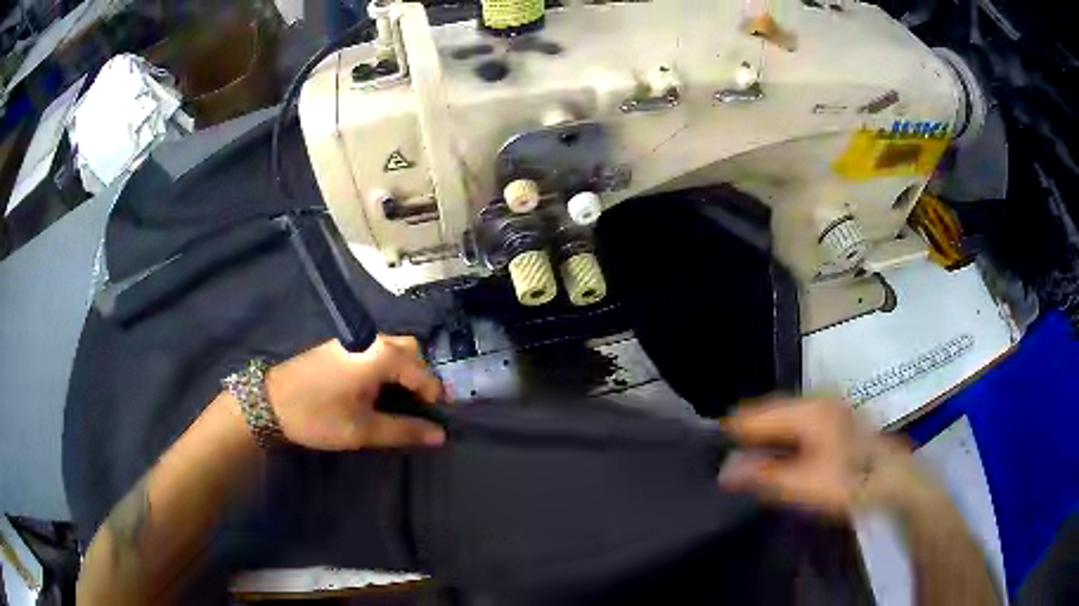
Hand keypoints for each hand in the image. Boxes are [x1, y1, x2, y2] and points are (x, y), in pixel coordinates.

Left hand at [264, 336, 445, 449]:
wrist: (270, 402)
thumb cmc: (319, 416)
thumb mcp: (363, 430)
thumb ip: (404, 430)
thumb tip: (440, 435)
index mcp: (380, 356)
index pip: (422, 372)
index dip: (433, 396)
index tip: (434, 419)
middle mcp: (371, 340)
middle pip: (411, 351)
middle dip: (420, 377)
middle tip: (417, 407)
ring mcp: (354, 340)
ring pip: (393, 348)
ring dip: (403, 371)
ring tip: (399, 402)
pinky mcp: (341, 346)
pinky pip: (376, 350)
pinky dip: (386, 367)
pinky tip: (377, 390)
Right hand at [720, 398, 911, 516]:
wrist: (891, 481)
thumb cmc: (847, 480)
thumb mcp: (802, 483)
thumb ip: (762, 475)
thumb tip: (724, 471)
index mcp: (807, 409)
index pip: (756, 414)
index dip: (732, 433)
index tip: (712, 453)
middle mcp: (816, 400)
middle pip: (770, 412)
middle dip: (749, 435)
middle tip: (729, 463)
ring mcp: (829, 408)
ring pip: (785, 418)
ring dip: (766, 438)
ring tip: (749, 463)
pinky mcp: (836, 420)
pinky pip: (799, 424)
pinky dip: (784, 439)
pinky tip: (780, 457)